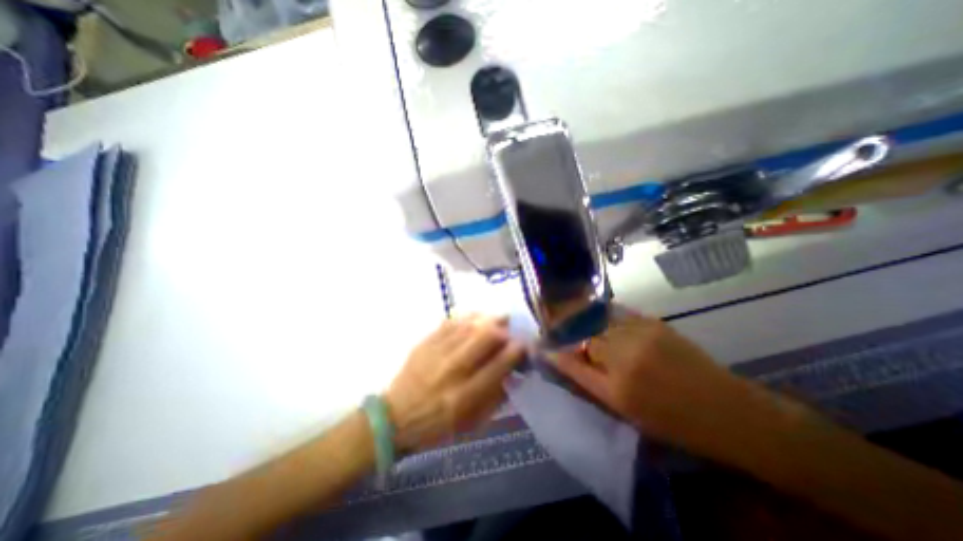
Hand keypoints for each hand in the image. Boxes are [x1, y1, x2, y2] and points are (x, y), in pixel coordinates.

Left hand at [384, 316, 525, 454]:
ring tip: (497, 320)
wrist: (394, 417)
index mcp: (464, 397)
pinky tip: (476, 317)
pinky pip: (451, 321)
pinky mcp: (425, 342)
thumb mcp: (471, 424)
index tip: (524, 345)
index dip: (517, 351)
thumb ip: (495, 397)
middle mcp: (451, 370)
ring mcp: (436, 352)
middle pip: (485, 337)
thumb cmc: (436, 426)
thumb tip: (514, 370)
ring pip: (469, 325)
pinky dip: (468, 317)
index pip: (499, 365)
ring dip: (488, 320)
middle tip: (509, 330)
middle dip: (503, 330)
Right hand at [554, 309, 764, 455]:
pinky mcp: (653, 322)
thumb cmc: (672, 421)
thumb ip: (589, 381)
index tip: (541, 344)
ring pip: (597, 321)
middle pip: (582, 335)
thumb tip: (563, 359)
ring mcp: (641, 335)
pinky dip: (603, 314)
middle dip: (567, 332)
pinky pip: (617, 313)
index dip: (554, 351)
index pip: (572, 362)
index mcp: (616, 387)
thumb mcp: (624, 410)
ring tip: (574, 320)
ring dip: (583, 321)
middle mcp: (625, 356)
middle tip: (557, 330)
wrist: (727, 410)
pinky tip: (598, 316)